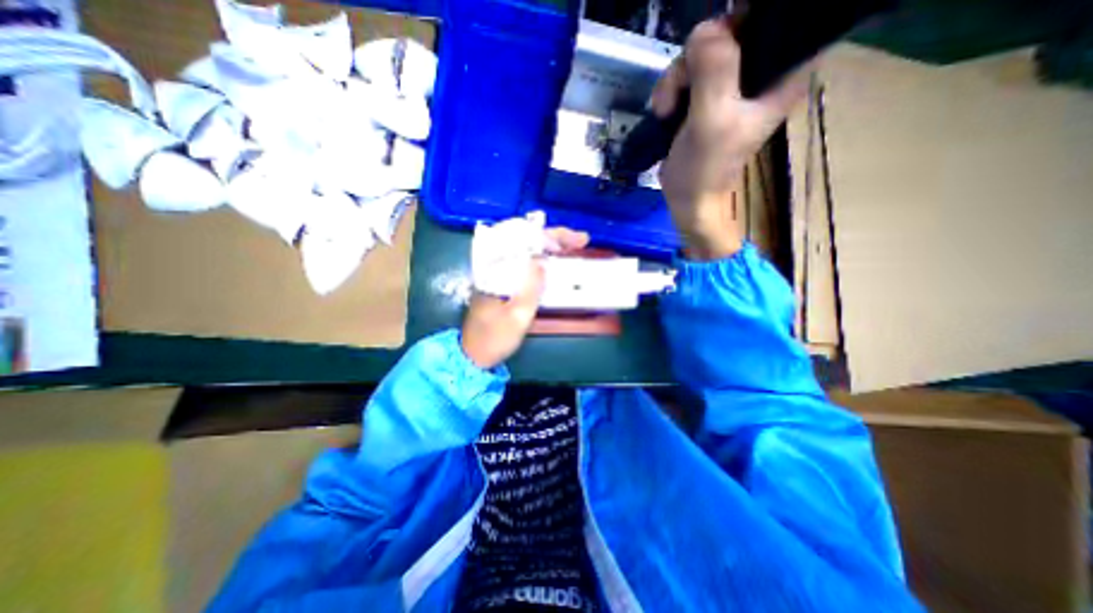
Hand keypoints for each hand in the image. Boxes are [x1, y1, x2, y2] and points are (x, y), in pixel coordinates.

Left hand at [459, 224, 590, 365]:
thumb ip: (530, 289)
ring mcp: (497, 273)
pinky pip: (523, 261)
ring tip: (572, 245)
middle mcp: (493, 266)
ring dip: (549, 244)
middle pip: (524, 239)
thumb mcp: (517, 317)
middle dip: (553, 236)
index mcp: (493, 271)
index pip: (521, 240)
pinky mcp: (501, 281)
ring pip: (525, 249)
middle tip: (580, 240)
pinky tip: (553, 259)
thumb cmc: (494, 338)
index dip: (550, 236)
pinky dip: (541, 257)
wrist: (473, 355)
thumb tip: (542, 262)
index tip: (573, 241)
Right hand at [647, 16, 809, 258]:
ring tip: (665, 110)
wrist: (688, 201)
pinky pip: (687, 75)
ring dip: (676, 79)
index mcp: (781, 76)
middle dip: (696, 58)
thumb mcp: (711, 120)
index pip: (777, 20)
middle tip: (678, 90)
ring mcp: (730, 87)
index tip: (713, 47)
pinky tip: (663, 111)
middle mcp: (760, 75)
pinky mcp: (706, 100)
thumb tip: (705, 29)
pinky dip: (671, 89)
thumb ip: (714, 71)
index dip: (744, 22)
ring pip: (702, 54)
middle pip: (731, 33)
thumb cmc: (705, 169)